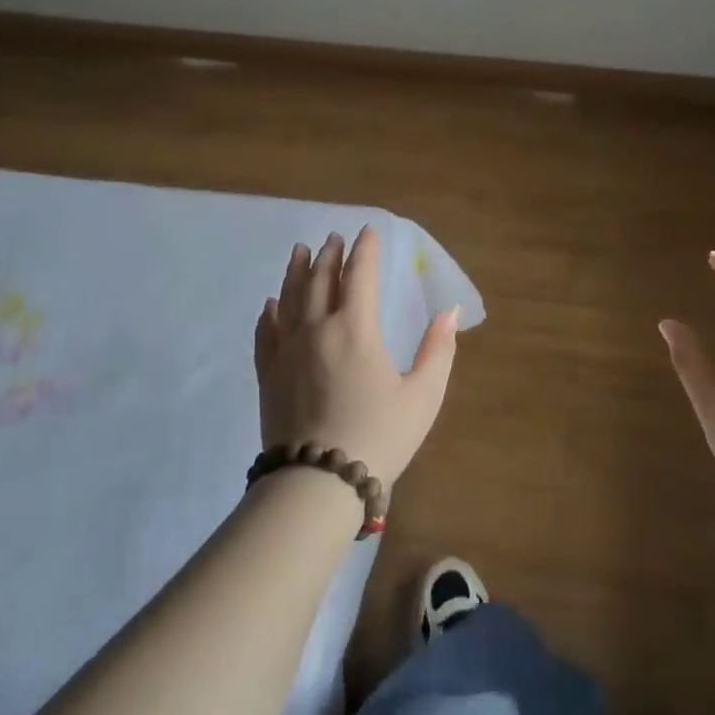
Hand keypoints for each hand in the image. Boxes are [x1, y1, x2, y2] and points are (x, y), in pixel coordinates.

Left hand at [254, 226, 459, 489]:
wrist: (317, 482)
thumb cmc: (379, 436)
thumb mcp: (423, 395)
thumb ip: (438, 349)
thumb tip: (449, 310)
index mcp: (356, 329)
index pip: (360, 276)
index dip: (364, 250)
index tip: (367, 231)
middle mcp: (317, 329)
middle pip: (321, 280)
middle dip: (330, 255)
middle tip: (333, 238)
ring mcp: (287, 351)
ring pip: (289, 298)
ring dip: (296, 271)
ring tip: (300, 251)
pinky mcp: (268, 374)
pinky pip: (266, 333)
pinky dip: (269, 313)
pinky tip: (270, 304)